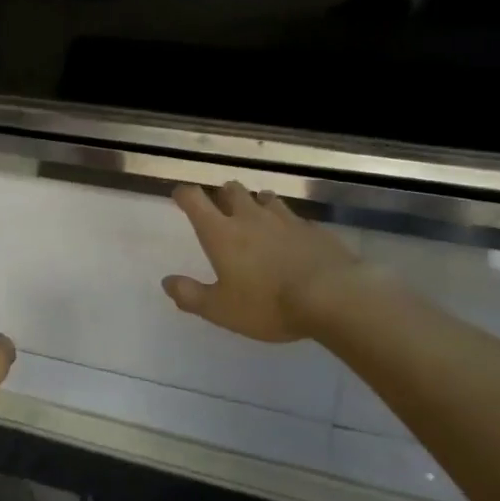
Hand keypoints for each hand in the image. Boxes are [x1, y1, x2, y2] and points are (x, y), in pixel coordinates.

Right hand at [162, 181, 361, 342]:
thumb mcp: (221, 309)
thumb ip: (191, 295)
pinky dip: (286, 223)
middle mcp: (250, 217)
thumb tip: (167, 282)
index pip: (195, 199)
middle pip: (232, 191)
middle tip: (221, 207)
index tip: (180, 196)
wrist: (332, 297)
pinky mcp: (313, 229)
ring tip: (257, 215)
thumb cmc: (268, 304)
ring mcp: (285, 219)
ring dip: (256, 203)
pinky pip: (294, 218)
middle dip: (223, 194)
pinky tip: (292, 237)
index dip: (184, 194)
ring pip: (265, 198)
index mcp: (221, 233)